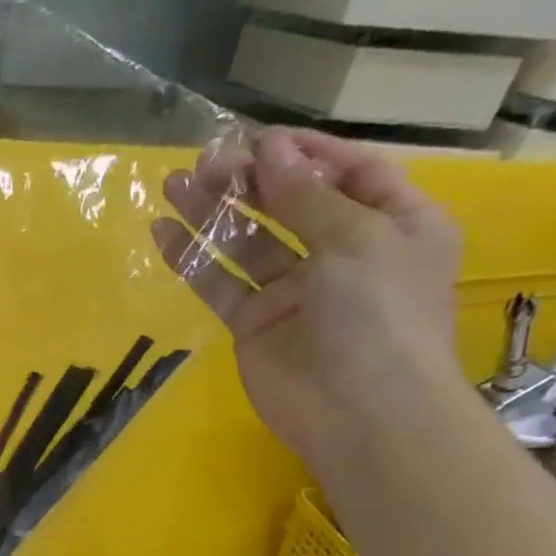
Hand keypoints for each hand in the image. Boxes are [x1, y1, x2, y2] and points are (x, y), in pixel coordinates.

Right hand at [150, 128, 463, 464]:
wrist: (361, 413)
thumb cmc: (380, 314)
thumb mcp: (356, 238)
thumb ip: (305, 196)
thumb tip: (268, 150)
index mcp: (392, 222)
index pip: (347, 172)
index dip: (302, 154)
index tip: (256, 142)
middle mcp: (343, 252)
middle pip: (289, 204)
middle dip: (249, 181)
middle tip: (204, 165)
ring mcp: (294, 291)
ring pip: (247, 242)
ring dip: (213, 213)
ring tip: (173, 186)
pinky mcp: (254, 324)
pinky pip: (220, 284)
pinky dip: (193, 259)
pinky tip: (164, 234)